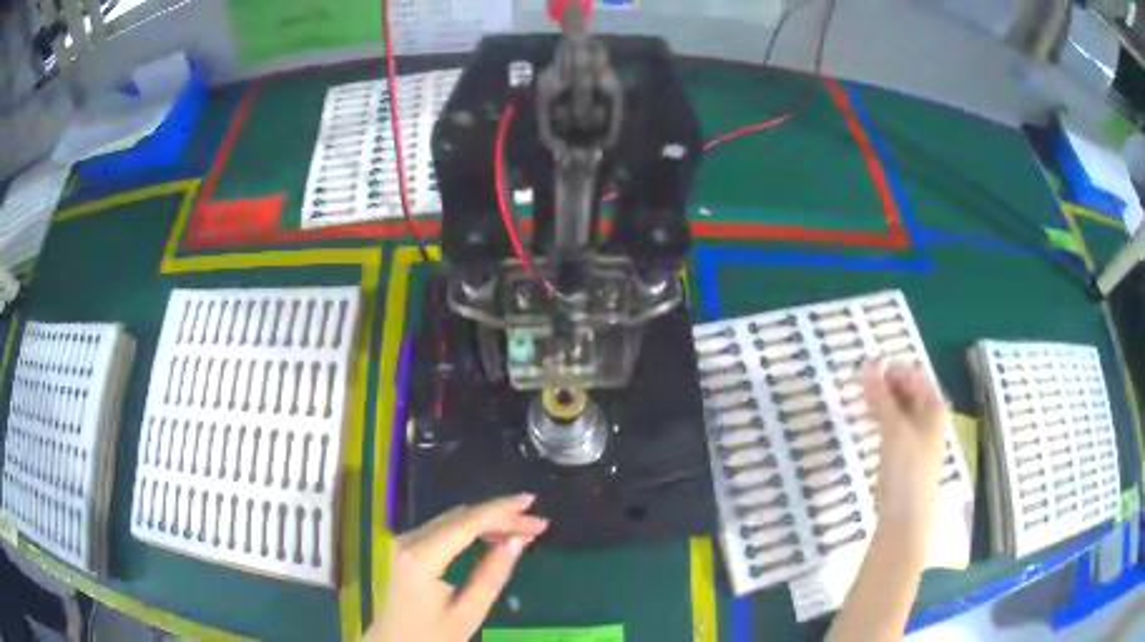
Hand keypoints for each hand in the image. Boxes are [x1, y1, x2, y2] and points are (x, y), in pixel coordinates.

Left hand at [365, 494, 548, 641]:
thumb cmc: (431, 636)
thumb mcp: (468, 612)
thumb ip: (492, 574)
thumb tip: (517, 540)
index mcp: (420, 556)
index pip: (466, 523)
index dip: (501, 511)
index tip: (533, 505)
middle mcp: (407, 539)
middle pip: (459, 517)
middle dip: (499, 516)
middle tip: (536, 524)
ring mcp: (403, 542)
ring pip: (452, 521)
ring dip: (487, 522)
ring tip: (522, 529)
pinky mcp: (405, 548)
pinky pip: (443, 530)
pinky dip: (470, 530)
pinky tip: (492, 535)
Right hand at [860, 359, 947, 535]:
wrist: (905, 517)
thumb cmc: (906, 468)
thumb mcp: (893, 428)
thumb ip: (880, 396)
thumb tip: (867, 363)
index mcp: (933, 405)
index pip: (911, 374)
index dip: (888, 369)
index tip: (861, 371)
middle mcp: (929, 416)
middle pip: (905, 390)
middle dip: (881, 385)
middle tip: (852, 386)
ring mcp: (918, 435)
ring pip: (897, 408)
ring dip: (878, 401)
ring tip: (854, 400)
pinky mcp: (906, 452)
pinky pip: (893, 425)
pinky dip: (879, 418)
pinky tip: (865, 419)